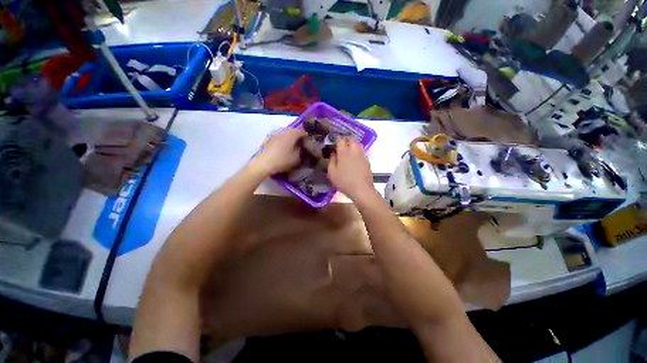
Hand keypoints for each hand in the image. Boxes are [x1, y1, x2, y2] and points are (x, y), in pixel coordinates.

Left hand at [252, 128, 306, 175]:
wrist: (263, 164)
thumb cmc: (282, 160)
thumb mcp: (296, 158)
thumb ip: (301, 151)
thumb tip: (302, 147)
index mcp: (291, 134)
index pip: (302, 131)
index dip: (307, 136)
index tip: (309, 141)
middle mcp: (283, 131)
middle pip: (293, 131)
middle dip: (298, 136)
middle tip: (302, 143)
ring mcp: (274, 134)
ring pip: (285, 133)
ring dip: (290, 138)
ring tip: (293, 145)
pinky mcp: (268, 139)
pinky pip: (279, 137)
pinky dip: (283, 140)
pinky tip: (284, 148)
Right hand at [328, 138, 373, 199]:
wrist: (361, 189)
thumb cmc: (344, 181)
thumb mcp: (332, 173)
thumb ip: (331, 161)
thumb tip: (333, 153)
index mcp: (344, 152)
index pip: (340, 140)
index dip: (337, 140)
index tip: (334, 143)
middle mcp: (354, 151)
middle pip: (351, 139)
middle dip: (346, 140)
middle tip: (341, 145)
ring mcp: (362, 155)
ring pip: (358, 144)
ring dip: (353, 144)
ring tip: (348, 150)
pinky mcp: (367, 161)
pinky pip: (362, 151)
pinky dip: (357, 151)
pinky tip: (355, 158)